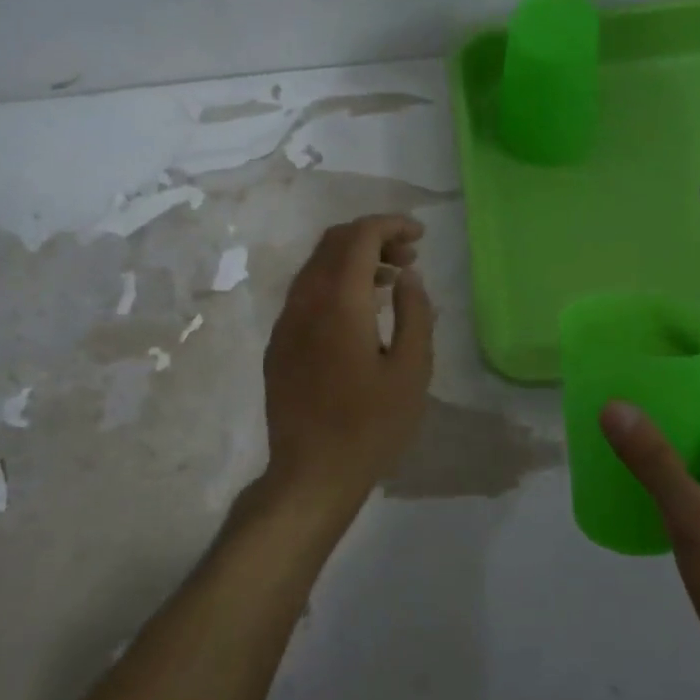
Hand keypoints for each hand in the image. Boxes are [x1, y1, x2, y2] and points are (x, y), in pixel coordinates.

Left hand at [262, 214, 434, 518]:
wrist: (311, 474)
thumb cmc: (371, 427)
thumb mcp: (411, 372)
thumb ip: (415, 314)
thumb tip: (408, 277)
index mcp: (339, 303)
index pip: (359, 237)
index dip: (390, 225)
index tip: (420, 234)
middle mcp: (305, 302)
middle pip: (333, 243)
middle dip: (373, 237)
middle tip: (410, 257)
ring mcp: (286, 323)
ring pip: (316, 266)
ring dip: (354, 260)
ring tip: (393, 280)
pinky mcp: (279, 344)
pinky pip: (306, 293)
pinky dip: (335, 283)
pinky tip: (361, 311)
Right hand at [600, 352, 699, 699]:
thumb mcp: (694, 519)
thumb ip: (654, 462)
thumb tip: (615, 403)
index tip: (658, 327)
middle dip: (674, 374)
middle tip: (623, 364)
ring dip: (668, 414)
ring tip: (619, 407)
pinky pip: (695, 468)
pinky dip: (666, 455)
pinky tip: (634, 470)